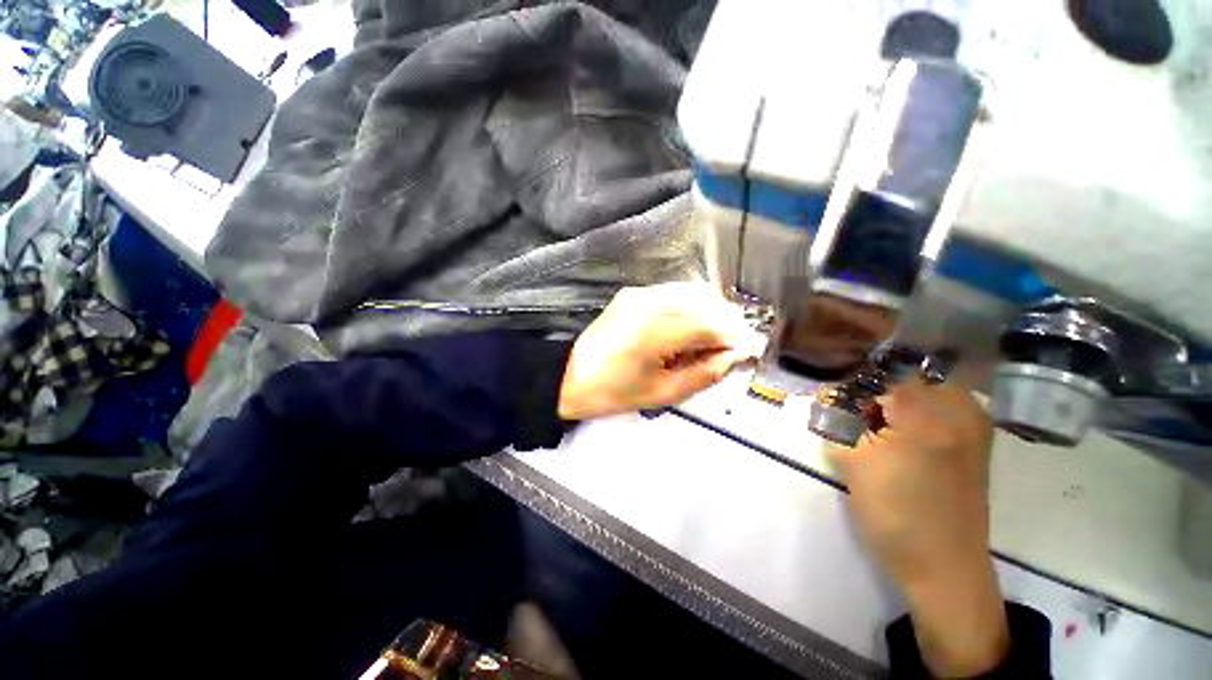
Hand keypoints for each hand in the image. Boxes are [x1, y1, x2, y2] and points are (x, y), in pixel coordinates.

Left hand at [557, 282, 763, 420]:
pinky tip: (692, 328)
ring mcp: (639, 293)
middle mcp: (647, 302)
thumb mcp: (663, 393)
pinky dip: (692, 308)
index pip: (709, 324)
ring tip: (713, 341)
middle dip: (726, 322)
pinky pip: (674, 294)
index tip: (751, 350)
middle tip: (731, 348)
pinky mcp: (633, 293)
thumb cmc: (613, 392)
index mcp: (652, 332)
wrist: (569, 375)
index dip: (735, 337)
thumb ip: (704, 373)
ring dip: (711, 313)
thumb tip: (734, 356)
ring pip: (692, 293)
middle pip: (705, 301)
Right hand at [829, 380, 1008, 677]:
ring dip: (884, 399)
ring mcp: (971, 422)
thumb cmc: (896, 514)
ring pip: (913, 388)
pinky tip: (889, 434)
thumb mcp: (854, 460)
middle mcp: (959, 406)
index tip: (826, 387)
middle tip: (844, 409)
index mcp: (930, 410)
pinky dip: (904, 410)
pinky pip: (931, 405)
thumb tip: (826, 390)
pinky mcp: (971, 438)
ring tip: (865, 423)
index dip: (846, 374)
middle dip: (866, 386)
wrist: (944, 568)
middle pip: (898, 373)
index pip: (877, 368)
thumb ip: (835, 418)